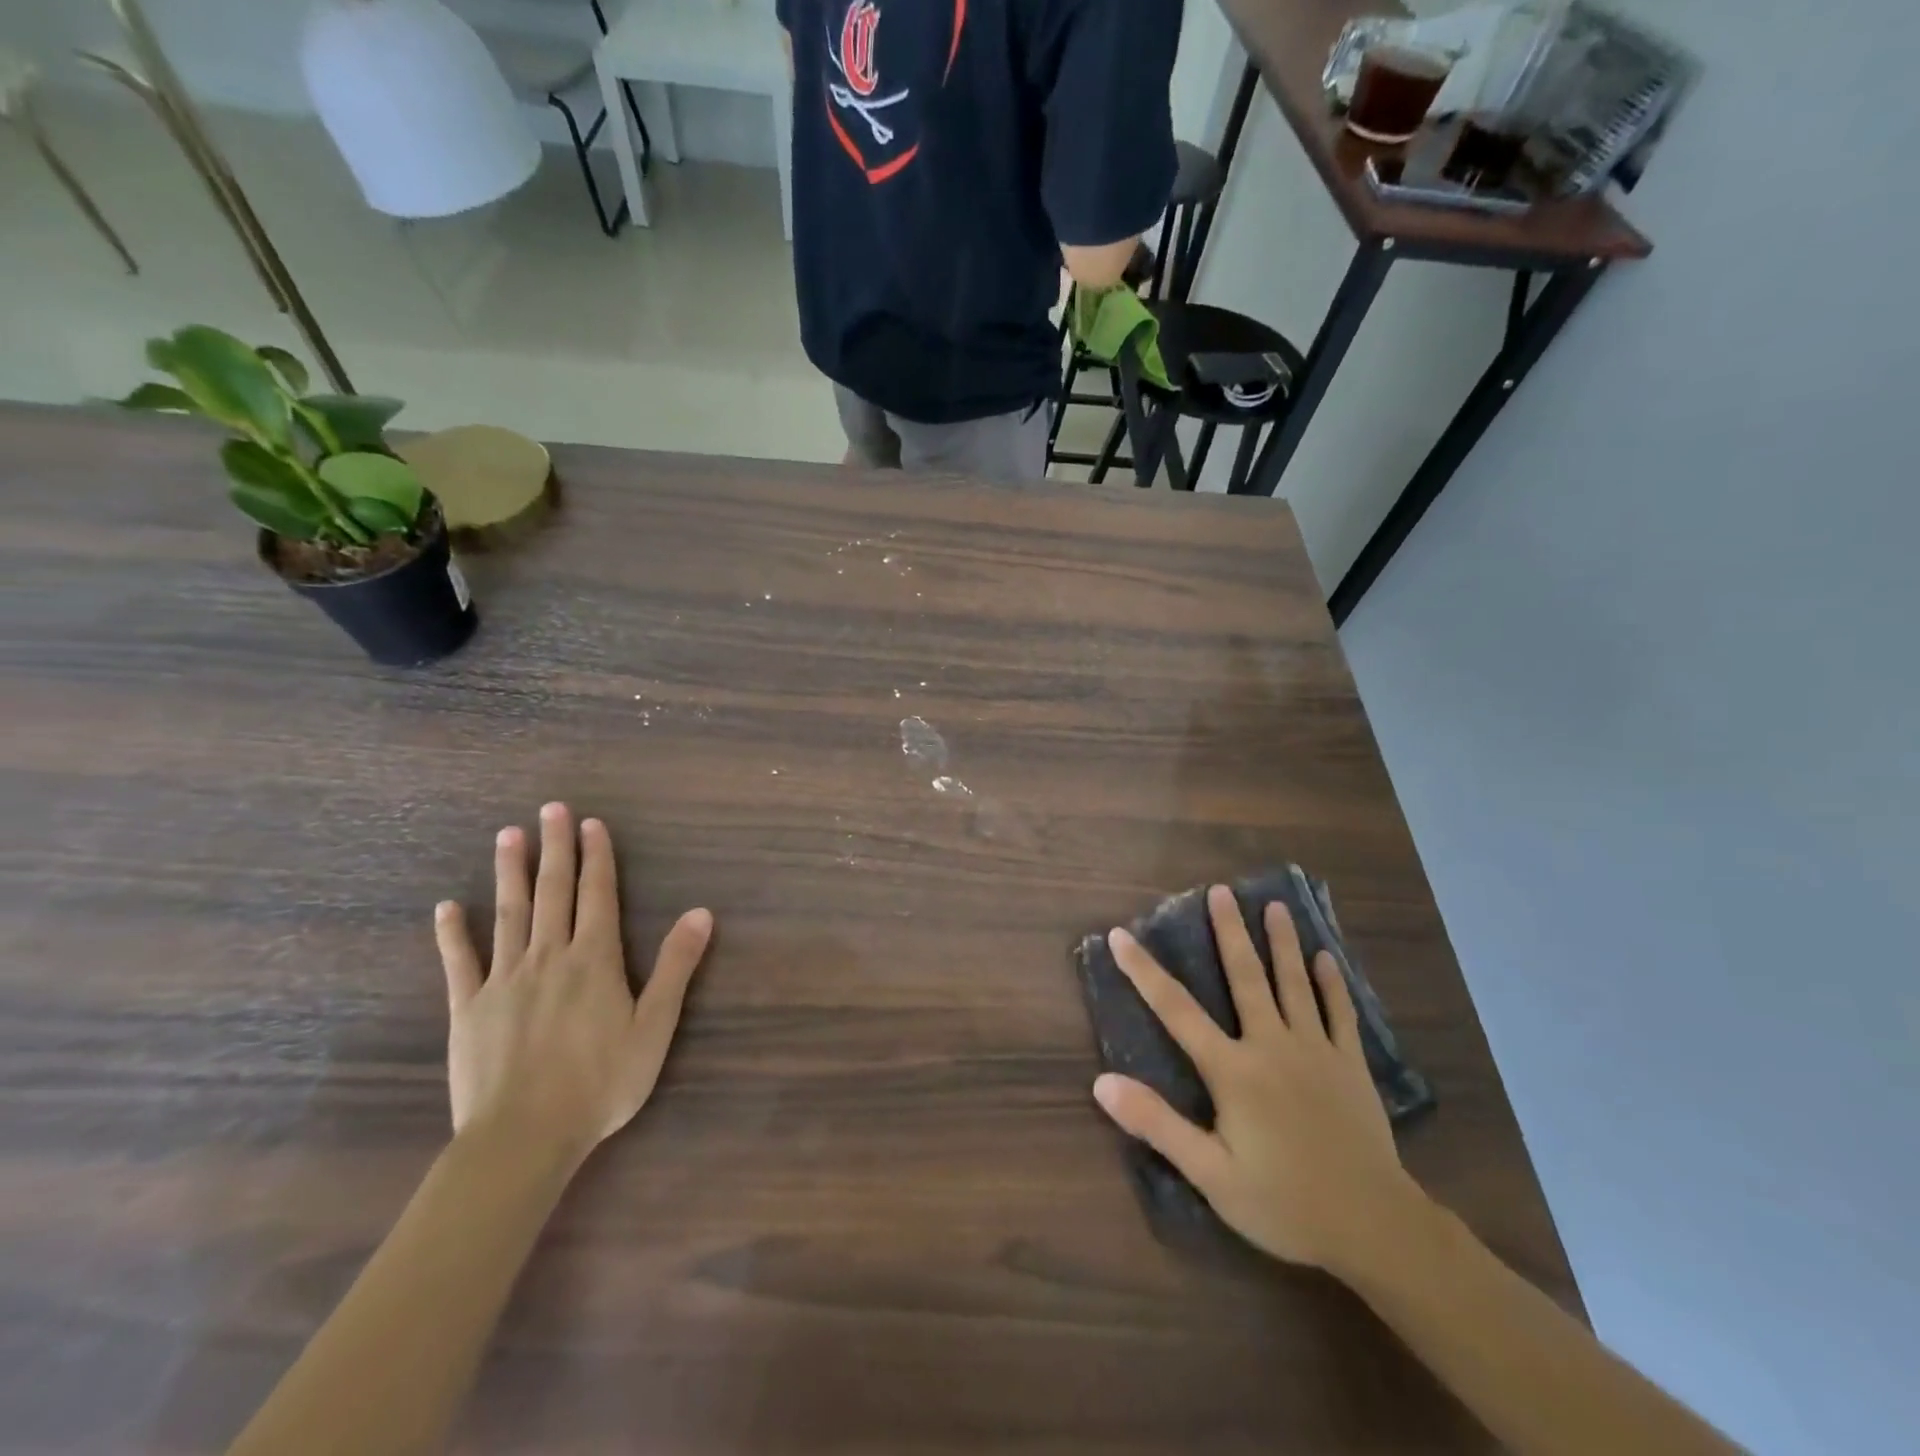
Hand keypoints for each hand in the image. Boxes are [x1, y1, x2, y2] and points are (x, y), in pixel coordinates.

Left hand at [434, 802, 712, 1165]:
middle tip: (550, 809)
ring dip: (510, 873)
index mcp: (594, 959)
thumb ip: (676, 966)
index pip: (597, 894)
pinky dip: (453, 933)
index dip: (596, 856)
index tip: (590, 823)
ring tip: (507, 836)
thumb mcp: (655, 1026)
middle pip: (553, 891)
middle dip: (554, 848)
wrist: (524, 1137)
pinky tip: (447, 908)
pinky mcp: (468, 1008)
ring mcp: (504, 980)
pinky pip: (460, 962)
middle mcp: (548, 956)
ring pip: (508, 914)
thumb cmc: (601, 1082)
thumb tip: (701, 913)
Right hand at [1092, 885, 1423, 1278]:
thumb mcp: (1210, 1173)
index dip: (1144, 971)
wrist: (1374, 1227)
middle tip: (1220, 891)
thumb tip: (1102, 1082)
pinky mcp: (1350, 1065)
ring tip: (1275, 906)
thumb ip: (1157, 1124)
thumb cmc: (1284, 1202)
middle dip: (1229, 932)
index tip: (1121, 934)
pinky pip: (1340, 1014)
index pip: (1176, 1010)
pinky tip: (1326, 958)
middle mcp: (1271, 1046)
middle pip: (1246, 978)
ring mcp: (1316, 1051)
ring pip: (1294, 984)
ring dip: (1282, 943)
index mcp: (1232, 1070)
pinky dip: (1332, 984)